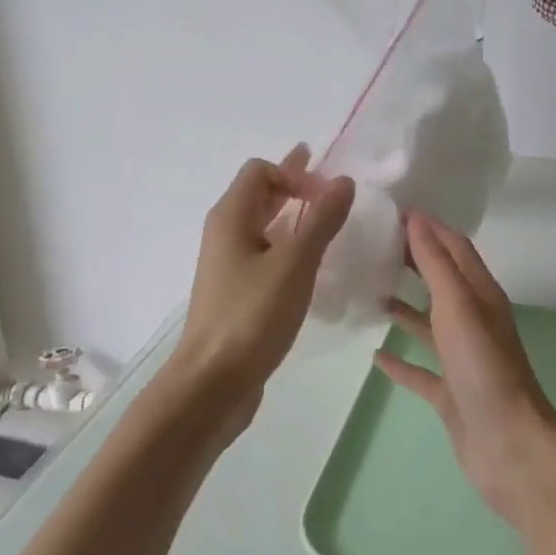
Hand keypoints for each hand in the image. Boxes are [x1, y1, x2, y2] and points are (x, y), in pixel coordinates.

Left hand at [171, 147, 353, 424]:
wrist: (212, 383)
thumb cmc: (251, 316)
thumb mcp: (294, 264)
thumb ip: (321, 220)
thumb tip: (343, 181)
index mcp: (231, 218)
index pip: (261, 171)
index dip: (295, 173)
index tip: (328, 200)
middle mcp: (225, 235)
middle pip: (259, 194)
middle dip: (294, 185)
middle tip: (331, 184)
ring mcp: (229, 266)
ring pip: (263, 227)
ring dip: (293, 217)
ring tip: (326, 219)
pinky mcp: (237, 294)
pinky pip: (265, 254)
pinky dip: (288, 247)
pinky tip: (311, 263)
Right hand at [375, 212, 555, 526]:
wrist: (509, 446)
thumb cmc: (484, 368)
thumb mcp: (459, 306)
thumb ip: (436, 264)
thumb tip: (416, 218)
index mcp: (481, 295)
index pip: (454, 247)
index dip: (427, 227)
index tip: (390, 211)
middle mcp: (473, 321)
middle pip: (441, 280)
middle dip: (411, 260)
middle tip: (371, 244)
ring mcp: (462, 359)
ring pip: (429, 323)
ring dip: (404, 306)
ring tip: (368, 290)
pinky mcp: (450, 393)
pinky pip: (421, 369)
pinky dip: (400, 360)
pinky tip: (375, 355)